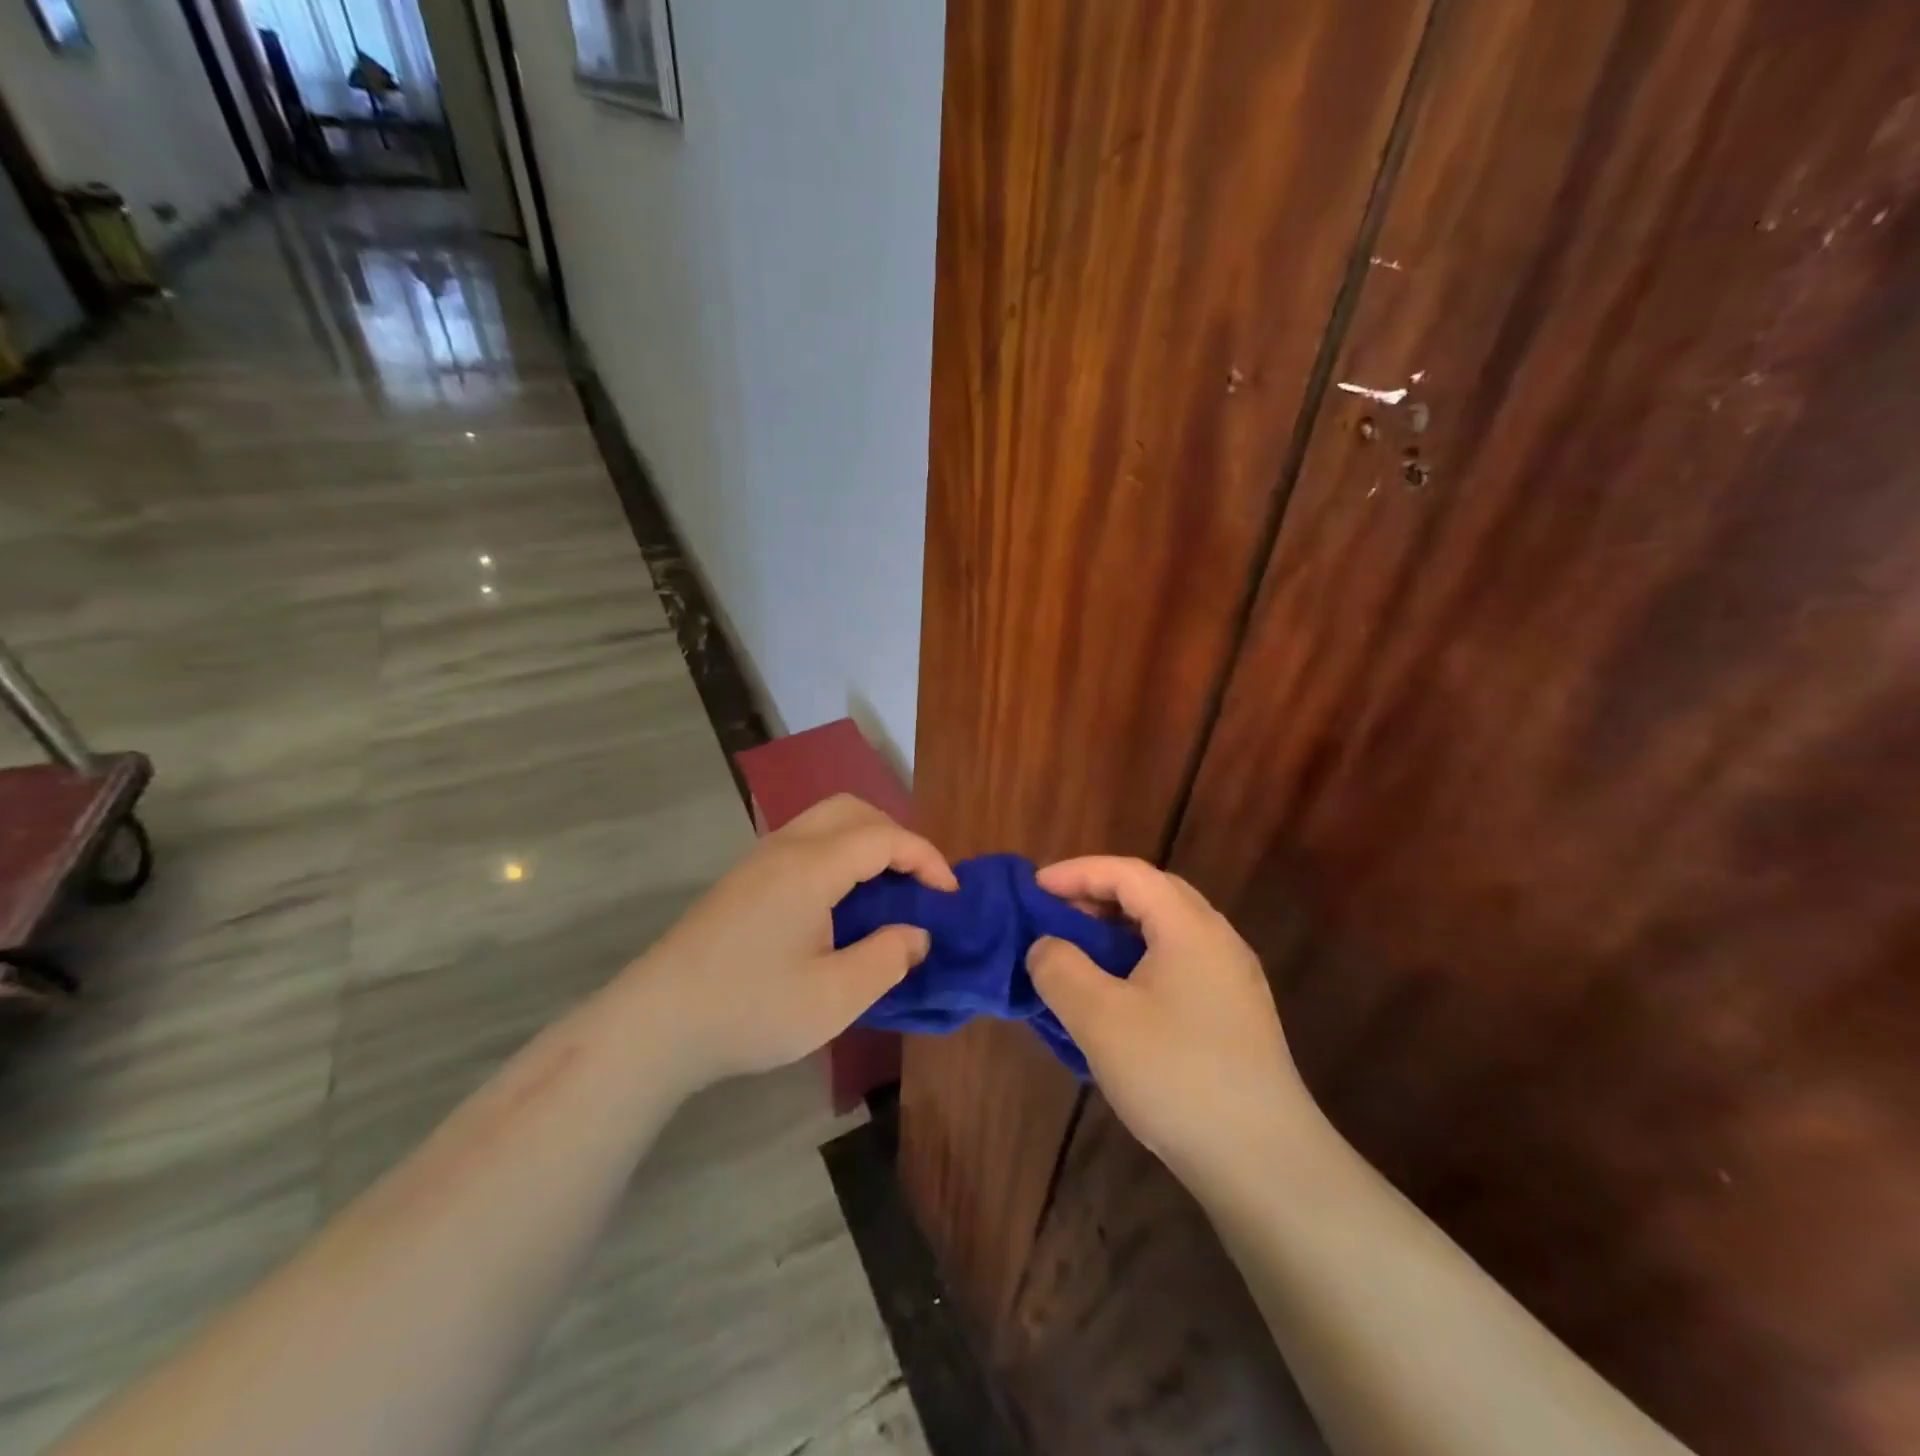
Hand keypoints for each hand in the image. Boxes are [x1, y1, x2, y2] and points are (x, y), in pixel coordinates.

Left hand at [627, 794, 956, 1086]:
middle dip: (896, 835)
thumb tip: (917, 933)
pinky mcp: (743, 880)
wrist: (655, 1025)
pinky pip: (804, 842)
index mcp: (811, 867)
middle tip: (918, 881)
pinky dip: (839, 853)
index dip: (926, 857)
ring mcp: (758, 861)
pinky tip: (841, 901)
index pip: (884, 837)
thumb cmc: (749, 1010)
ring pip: (824, 821)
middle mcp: (785, 848)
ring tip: (886, 887)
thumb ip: (887, 958)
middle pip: (852, 810)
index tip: (950, 893)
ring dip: (865, 840)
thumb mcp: (834, 998)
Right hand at [1027, 857, 1314, 1184]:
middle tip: (1055, 914)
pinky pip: (1178, 962)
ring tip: (1079, 951)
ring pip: (1167, 929)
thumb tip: (1045, 946)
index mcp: (1189, 927)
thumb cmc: (1176, 1076)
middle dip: (1099, 894)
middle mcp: (1217, 939)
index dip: (1077, 872)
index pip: (1128, 873)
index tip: (1035, 887)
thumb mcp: (1099, 1019)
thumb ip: (1060, 969)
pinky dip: (1139, 959)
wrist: (1264, 1162)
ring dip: (1119, 929)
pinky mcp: (1235, 1014)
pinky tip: (1117, 995)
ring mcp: (1232, 978)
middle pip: (1152, 893)